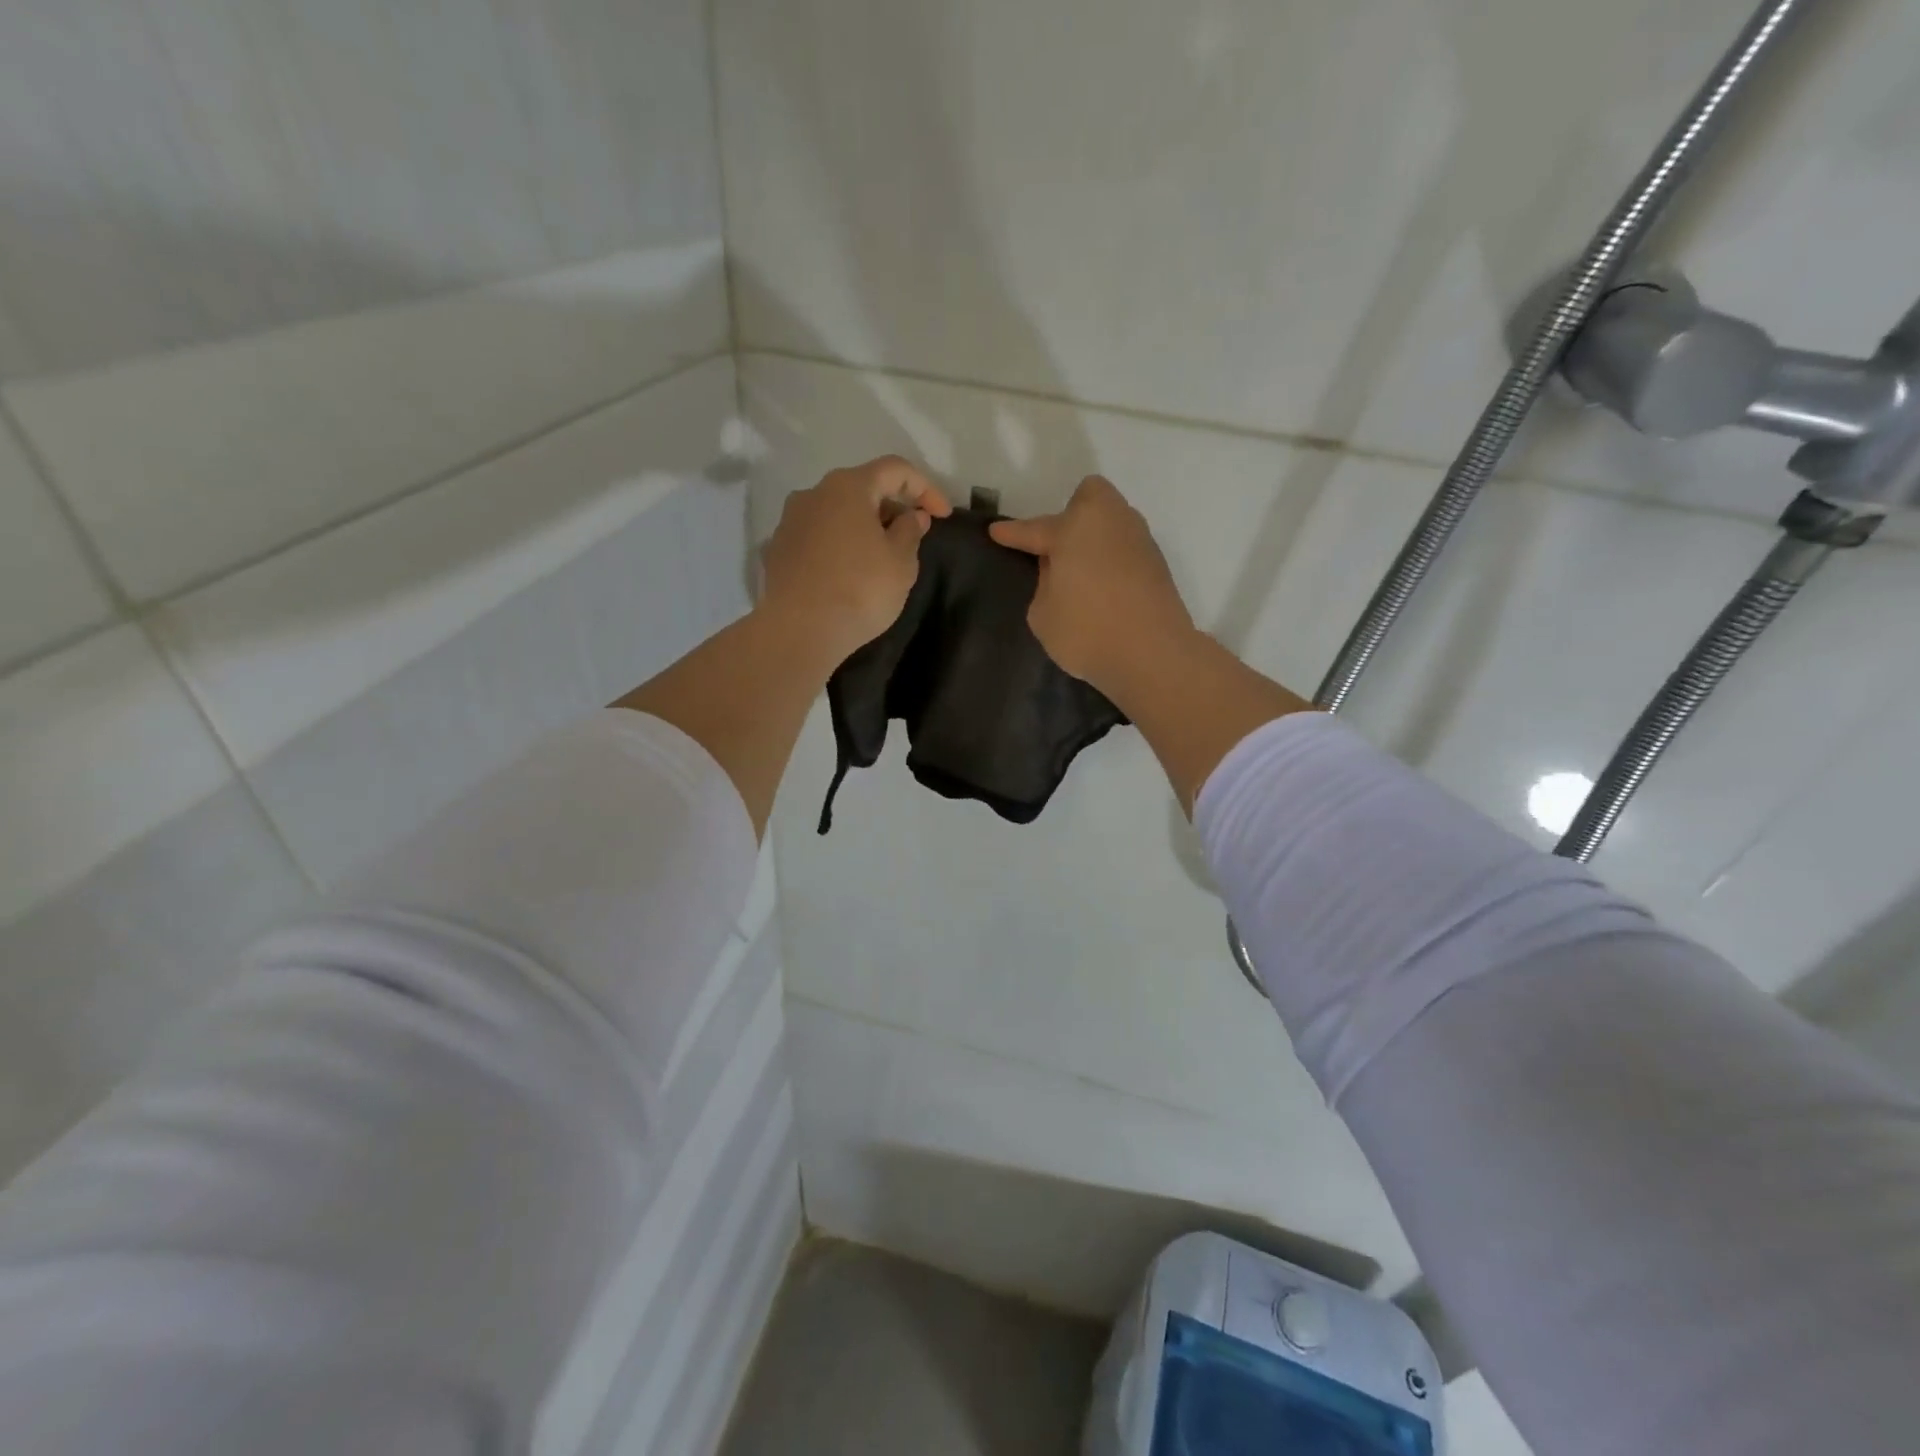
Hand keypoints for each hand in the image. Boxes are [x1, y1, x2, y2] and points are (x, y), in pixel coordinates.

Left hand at [761, 456, 951, 663]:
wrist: (800, 631)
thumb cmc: (860, 590)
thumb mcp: (901, 562)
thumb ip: (911, 531)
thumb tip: (911, 516)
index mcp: (847, 487)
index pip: (895, 470)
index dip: (925, 488)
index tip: (943, 516)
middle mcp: (813, 493)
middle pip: (862, 488)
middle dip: (892, 508)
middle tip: (913, 537)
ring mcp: (789, 521)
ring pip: (836, 513)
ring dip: (863, 527)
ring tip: (880, 558)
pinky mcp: (777, 550)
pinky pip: (818, 538)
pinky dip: (839, 546)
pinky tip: (849, 574)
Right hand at [989, 475, 1195, 698]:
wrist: (1153, 655)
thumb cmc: (1088, 631)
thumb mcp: (1043, 613)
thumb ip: (1045, 584)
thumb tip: (1060, 570)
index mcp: (1076, 527)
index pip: (1036, 528)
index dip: (1013, 533)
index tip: (996, 532)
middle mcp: (1111, 522)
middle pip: (1089, 500)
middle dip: (1071, 516)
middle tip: (1057, 550)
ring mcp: (1139, 540)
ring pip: (1111, 523)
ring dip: (1093, 539)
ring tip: (1080, 573)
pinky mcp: (1158, 564)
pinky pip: (1125, 549)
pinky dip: (1111, 561)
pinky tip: (1104, 589)